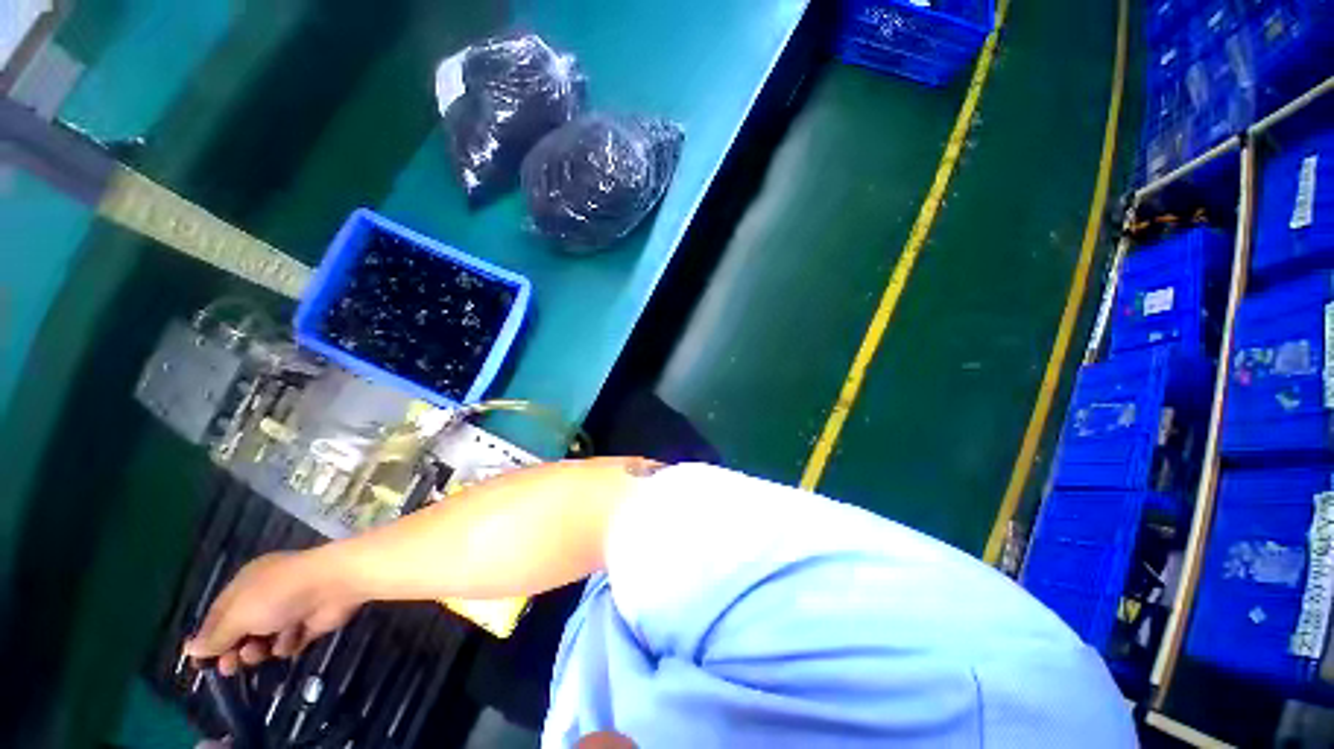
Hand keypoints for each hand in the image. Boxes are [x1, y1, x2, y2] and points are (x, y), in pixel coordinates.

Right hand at [183, 550, 362, 674]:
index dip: (207, 639)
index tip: (198, 664)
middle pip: (240, 632)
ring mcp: (289, 609)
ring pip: (263, 641)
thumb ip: (216, 636)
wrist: (336, 583)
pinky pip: (289, 643)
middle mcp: (265, 596)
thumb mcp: (239, 614)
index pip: (217, 615)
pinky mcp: (309, 623)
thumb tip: (190, 649)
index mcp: (245, 585)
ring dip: (259, 650)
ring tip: (260, 650)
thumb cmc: (280, 594)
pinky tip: (292, 639)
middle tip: (230, 667)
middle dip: (233, 651)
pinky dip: (288, 645)